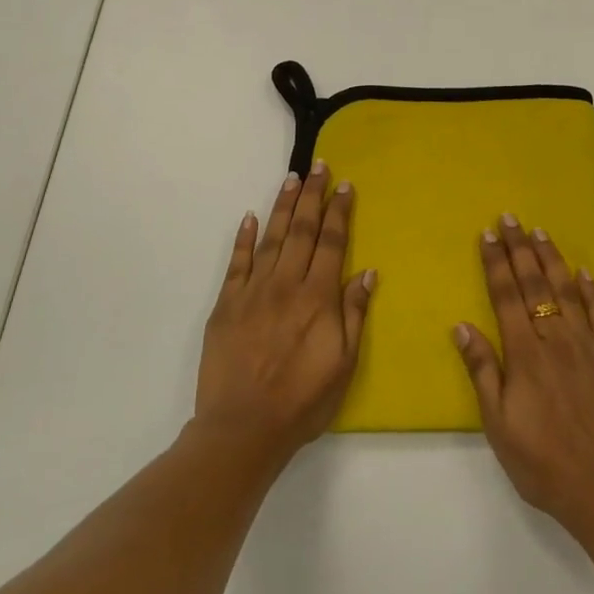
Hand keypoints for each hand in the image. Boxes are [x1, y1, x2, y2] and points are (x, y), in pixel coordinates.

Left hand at [194, 162, 374, 463]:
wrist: (243, 427)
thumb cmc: (302, 400)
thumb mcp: (343, 363)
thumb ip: (353, 313)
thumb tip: (367, 272)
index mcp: (318, 298)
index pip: (333, 243)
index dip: (340, 212)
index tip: (346, 185)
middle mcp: (286, 284)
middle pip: (303, 230)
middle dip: (313, 196)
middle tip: (319, 166)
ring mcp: (253, 291)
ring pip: (272, 238)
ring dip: (284, 207)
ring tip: (292, 179)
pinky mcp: (226, 304)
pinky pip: (236, 262)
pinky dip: (243, 238)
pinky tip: (250, 217)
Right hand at [453, 216, 593, 543]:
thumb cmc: (544, 464)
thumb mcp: (499, 426)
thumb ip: (482, 371)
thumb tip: (462, 326)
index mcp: (525, 355)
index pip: (506, 297)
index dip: (495, 263)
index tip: (487, 234)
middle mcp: (557, 341)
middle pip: (535, 285)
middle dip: (519, 249)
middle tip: (509, 218)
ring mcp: (589, 348)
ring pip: (568, 292)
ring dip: (552, 260)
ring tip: (540, 232)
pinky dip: (592, 291)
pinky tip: (584, 272)